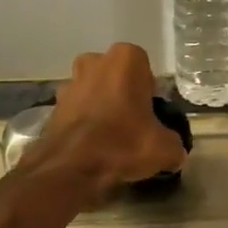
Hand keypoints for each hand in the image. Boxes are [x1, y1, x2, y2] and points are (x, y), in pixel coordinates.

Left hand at [39, 43, 187, 190]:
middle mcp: (95, 62)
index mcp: (126, 59)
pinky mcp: (53, 105)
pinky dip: (84, 123)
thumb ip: (174, 144)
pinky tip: (92, 146)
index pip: (145, 69)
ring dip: (101, 107)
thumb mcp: (165, 148)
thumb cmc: (123, 144)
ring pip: (93, 91)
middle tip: (133, 123)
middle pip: (116, 76)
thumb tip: (174, 151)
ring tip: (111, 138)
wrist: (71, 167)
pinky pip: (76, 110)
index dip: (149, 92)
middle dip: (122, 94)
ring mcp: (70, 82)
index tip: (151, 115)